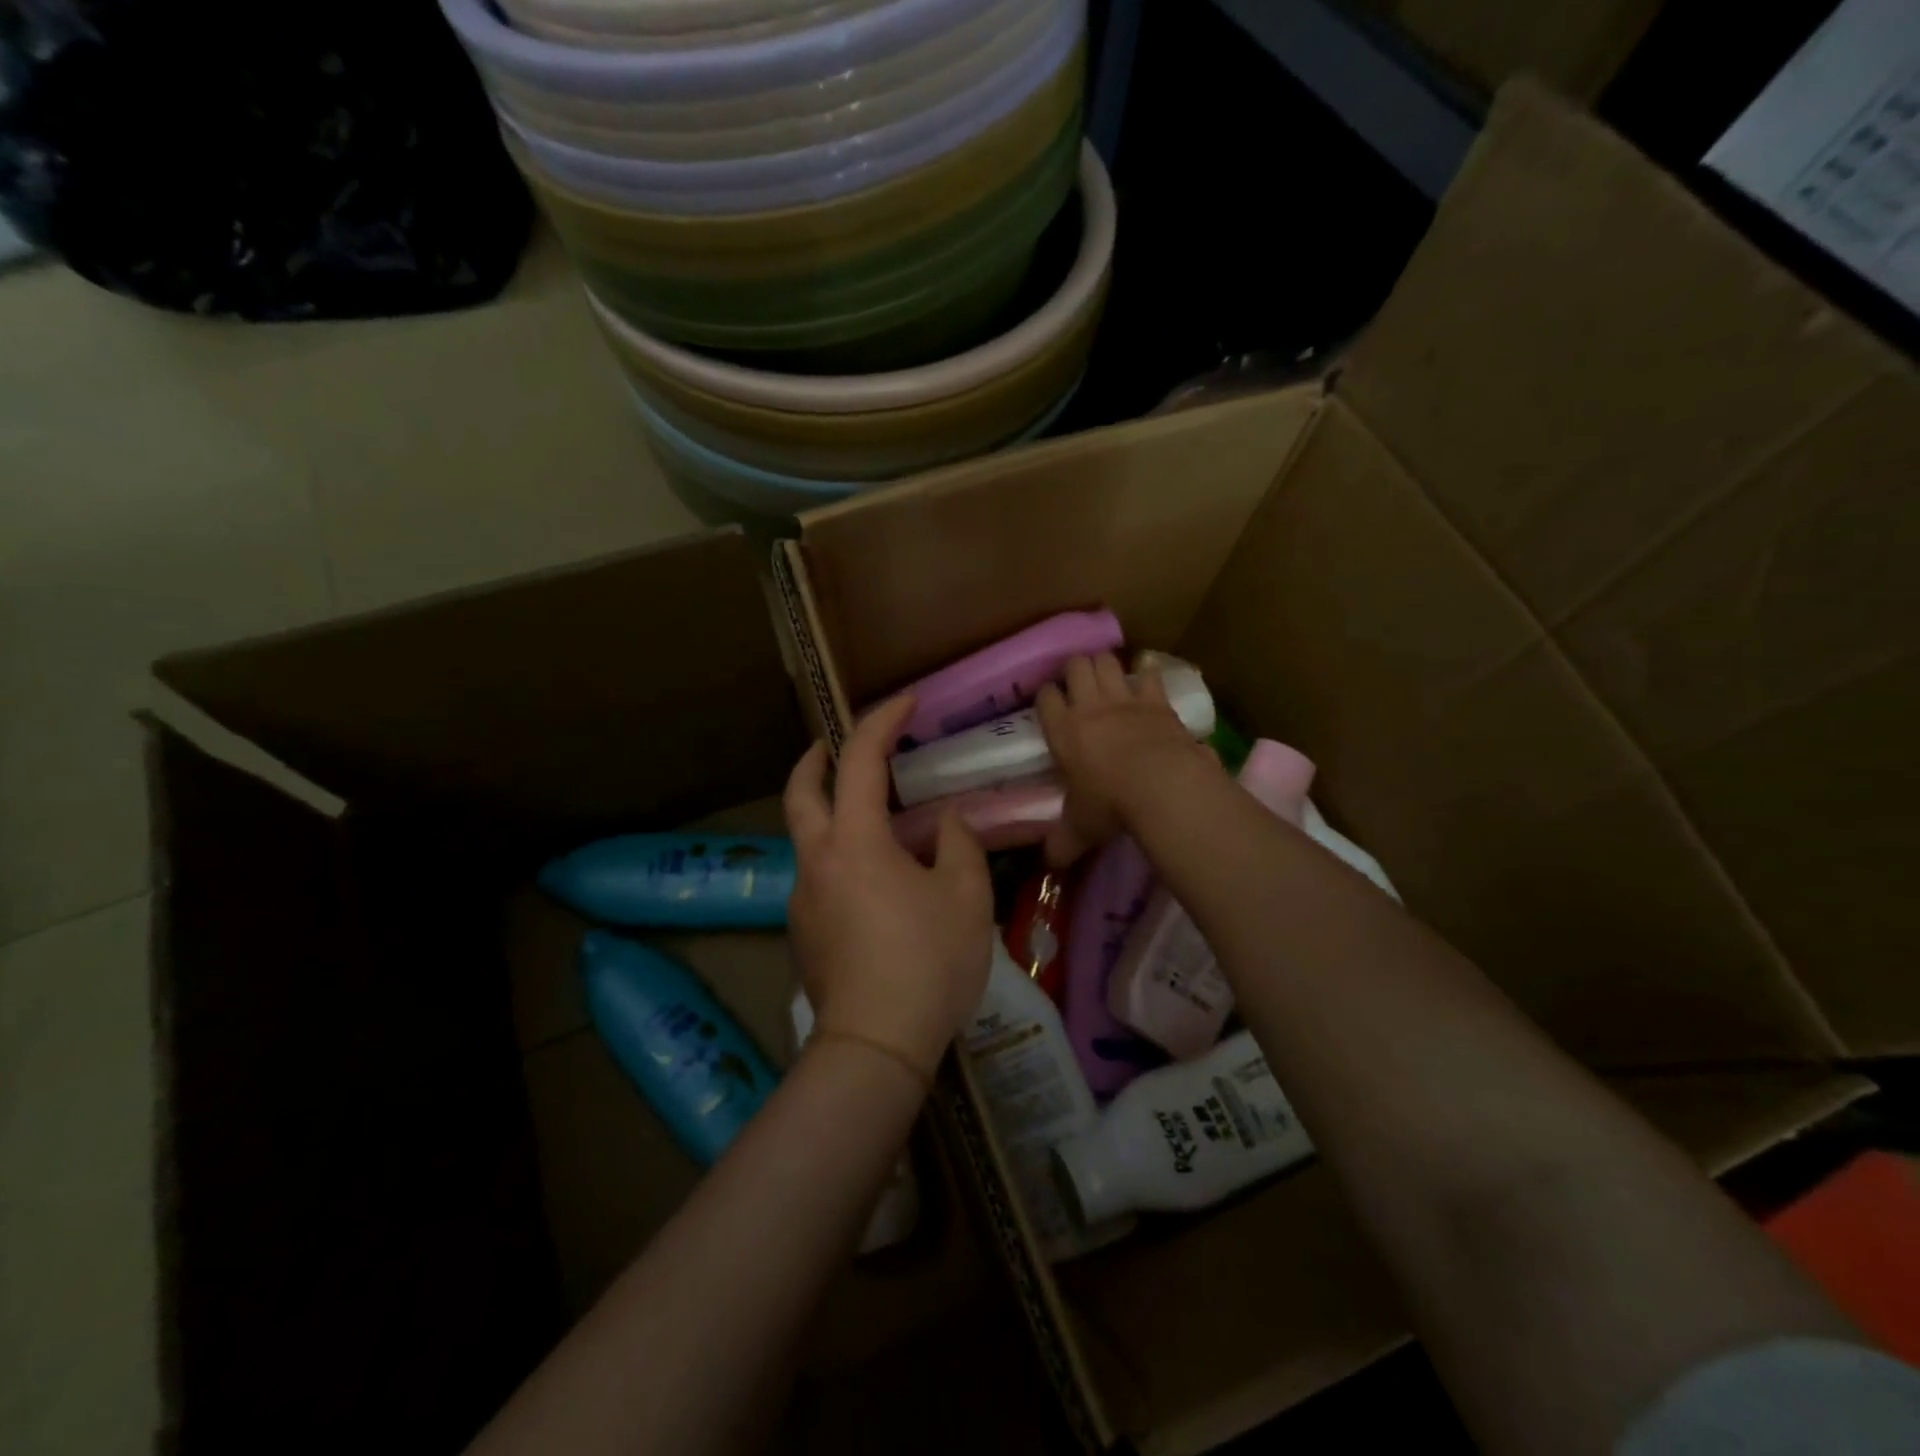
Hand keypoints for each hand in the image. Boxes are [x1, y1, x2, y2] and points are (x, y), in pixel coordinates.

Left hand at [783, 694, 994, 1083]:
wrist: (875, 1044)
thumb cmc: (927, 961)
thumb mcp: (964, 896)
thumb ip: (958, 844)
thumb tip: (947, 823)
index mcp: (854, 840)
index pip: (861, 760)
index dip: (882, 721)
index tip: (906, 702)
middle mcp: (816, 860)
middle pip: (799, 792)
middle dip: (815, 759)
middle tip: (835, 745)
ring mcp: (803, 899)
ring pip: (806, 838)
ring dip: (829, 814)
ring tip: (875, 826)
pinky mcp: (803, 933)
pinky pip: (818, 877)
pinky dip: (839, 858)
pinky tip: (874, 886)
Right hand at [1037, 652, 1221, 865]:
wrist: (1160, 786)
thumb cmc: (1110, 805)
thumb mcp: (1080, 828)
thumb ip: (1063, 842)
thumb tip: (1050, 864)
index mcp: (1063, 731)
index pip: (1045, 698)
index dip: (1047, 696)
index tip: (1051, 702)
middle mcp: (1089, 707)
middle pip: (1075, 667)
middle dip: (1075, 669)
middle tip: (1079, 683)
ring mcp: (1124, 699)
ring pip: (1107, 661)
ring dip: (1106, 664)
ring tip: (1107, 673)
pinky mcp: (1157, 701)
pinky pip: (1149, 674)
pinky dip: (1147, 671)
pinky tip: (1147, 671)